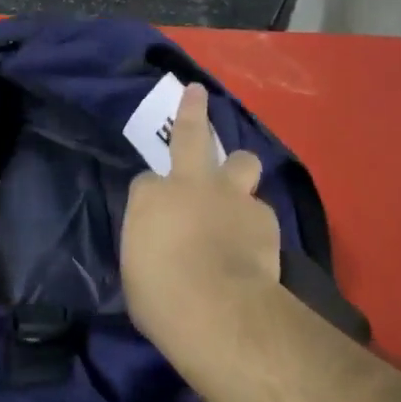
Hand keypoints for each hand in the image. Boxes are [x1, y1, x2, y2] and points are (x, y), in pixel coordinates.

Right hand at [122, 84, 280, 349]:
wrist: (217, 308)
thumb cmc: (159, 296)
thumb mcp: (136, 270)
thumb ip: (149, 246)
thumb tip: (159, 249)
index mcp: (151, 197)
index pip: (145, 182)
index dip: (151, 195)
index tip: (152, 214)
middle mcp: (191, 184)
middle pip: (193, 135)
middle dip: (193, 111)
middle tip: (196, 93)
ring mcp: (232, 197)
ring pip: (242, 162)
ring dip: (239, 170)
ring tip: (238, 189)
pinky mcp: (264, 218)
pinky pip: (260, 211)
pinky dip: (255, 222)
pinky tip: (254, 243)